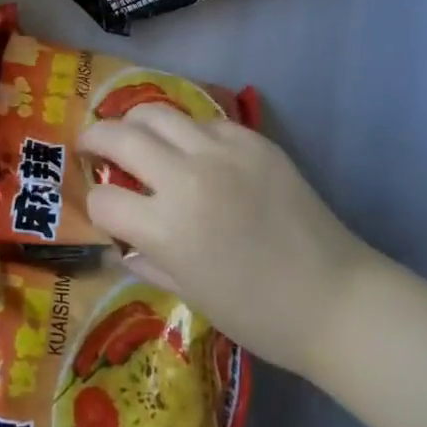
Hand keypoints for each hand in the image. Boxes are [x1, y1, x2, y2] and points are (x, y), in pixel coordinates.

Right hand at [81, 106, 378, 378]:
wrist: (336, 299)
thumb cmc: (259, 314)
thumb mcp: (190, 294)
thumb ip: (147, 257)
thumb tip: (119, 238)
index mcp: (168, 228)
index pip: (103, 200)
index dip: (95, 206)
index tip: (101, 208)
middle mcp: (187, 178)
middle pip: (119, 136)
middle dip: (94, 138)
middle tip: (90, 145)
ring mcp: (221, 152)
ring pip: (157, 112)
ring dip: (135, 122)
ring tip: (134, 132)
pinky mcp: (251, 139)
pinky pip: (204, 122)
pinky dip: (188, 133)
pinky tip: (195, 151)